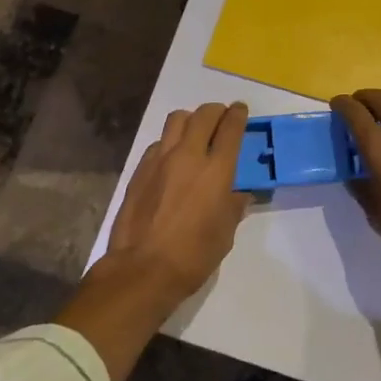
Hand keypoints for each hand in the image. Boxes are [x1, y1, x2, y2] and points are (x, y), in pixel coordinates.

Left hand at [102, 102, 252, 304]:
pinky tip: (171, 160)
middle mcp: (189, 155)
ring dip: (191, 120)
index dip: (238, 115)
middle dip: (216, 111)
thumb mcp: (225, 233)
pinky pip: (159, 143)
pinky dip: (170, 142)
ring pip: (177, 119)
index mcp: (216, 170)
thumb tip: (238, 192)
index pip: (231, 128)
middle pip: (204, 115)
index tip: (240, 111)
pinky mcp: (140, 169)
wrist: (142, 269)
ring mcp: (160, 159)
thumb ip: (233, 205)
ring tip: (195, 133)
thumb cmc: (193, 256)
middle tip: (222, 119)